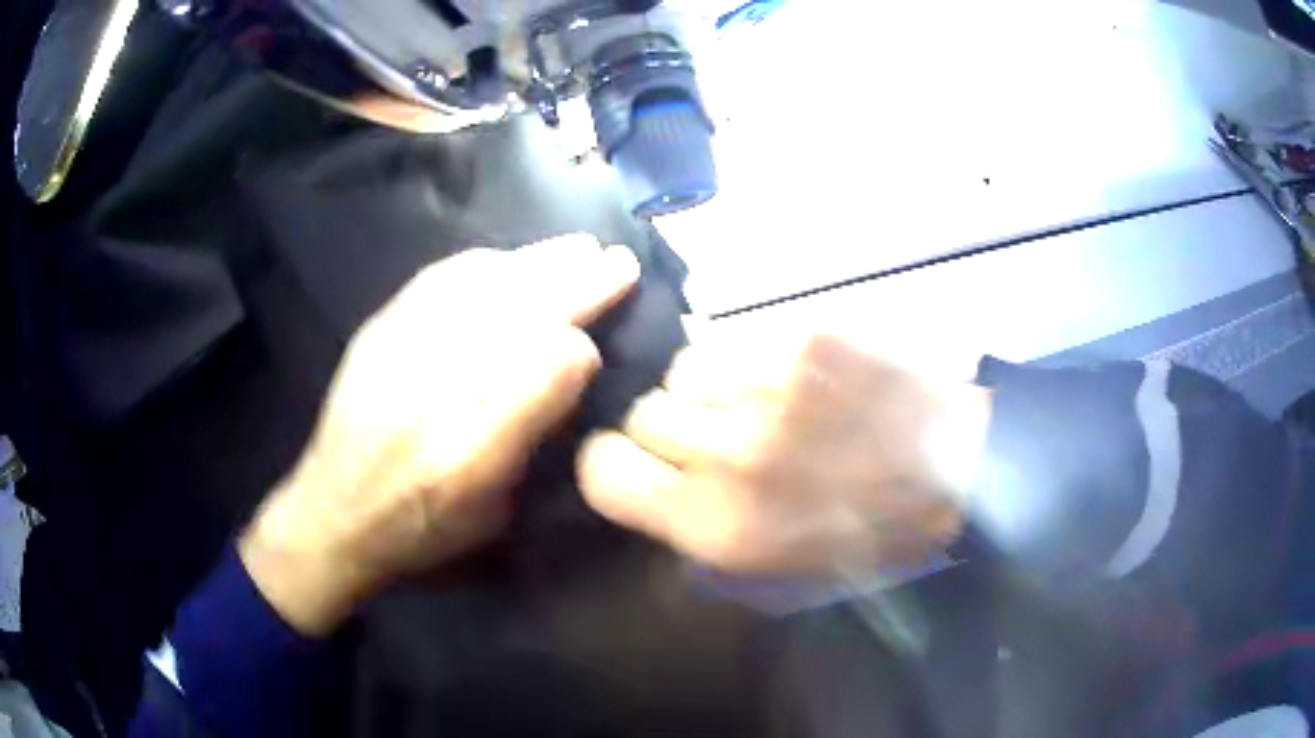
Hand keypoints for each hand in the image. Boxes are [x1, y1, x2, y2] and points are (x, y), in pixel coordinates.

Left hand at [240, 236, 638, 634]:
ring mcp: (401, 351)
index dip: (578, 353)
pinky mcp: (378, 331)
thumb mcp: (494, 513)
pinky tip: (511, 259)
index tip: (595, 351)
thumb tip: (569, 365)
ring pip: (483, 288)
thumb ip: (532, 439)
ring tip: (579, 247)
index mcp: (472, 452)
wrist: (333, 512)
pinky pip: (439, 281)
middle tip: (617, 264)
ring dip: (538, 263)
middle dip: (575, 285)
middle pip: (518, 317)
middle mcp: (436, 391)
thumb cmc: (420, 530)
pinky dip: (484, 264)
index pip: (543, 371)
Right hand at [578, 330, 991, 574]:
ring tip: (762, 403)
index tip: (639, 461)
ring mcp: (769, 385)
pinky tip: (793, 376)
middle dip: (672, 426)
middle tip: (722, 436)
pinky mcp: (804, 334)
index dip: (613, 463)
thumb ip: (691, 528)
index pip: (602, 471)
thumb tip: (645, 484)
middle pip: (642, 412)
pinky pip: (733, 337)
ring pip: (683, 367)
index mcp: (716, 525)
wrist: (958, 470)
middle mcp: (731, 453)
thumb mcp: (769, 568)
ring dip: (709, 387)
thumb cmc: (864, 533)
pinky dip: (747, 357)